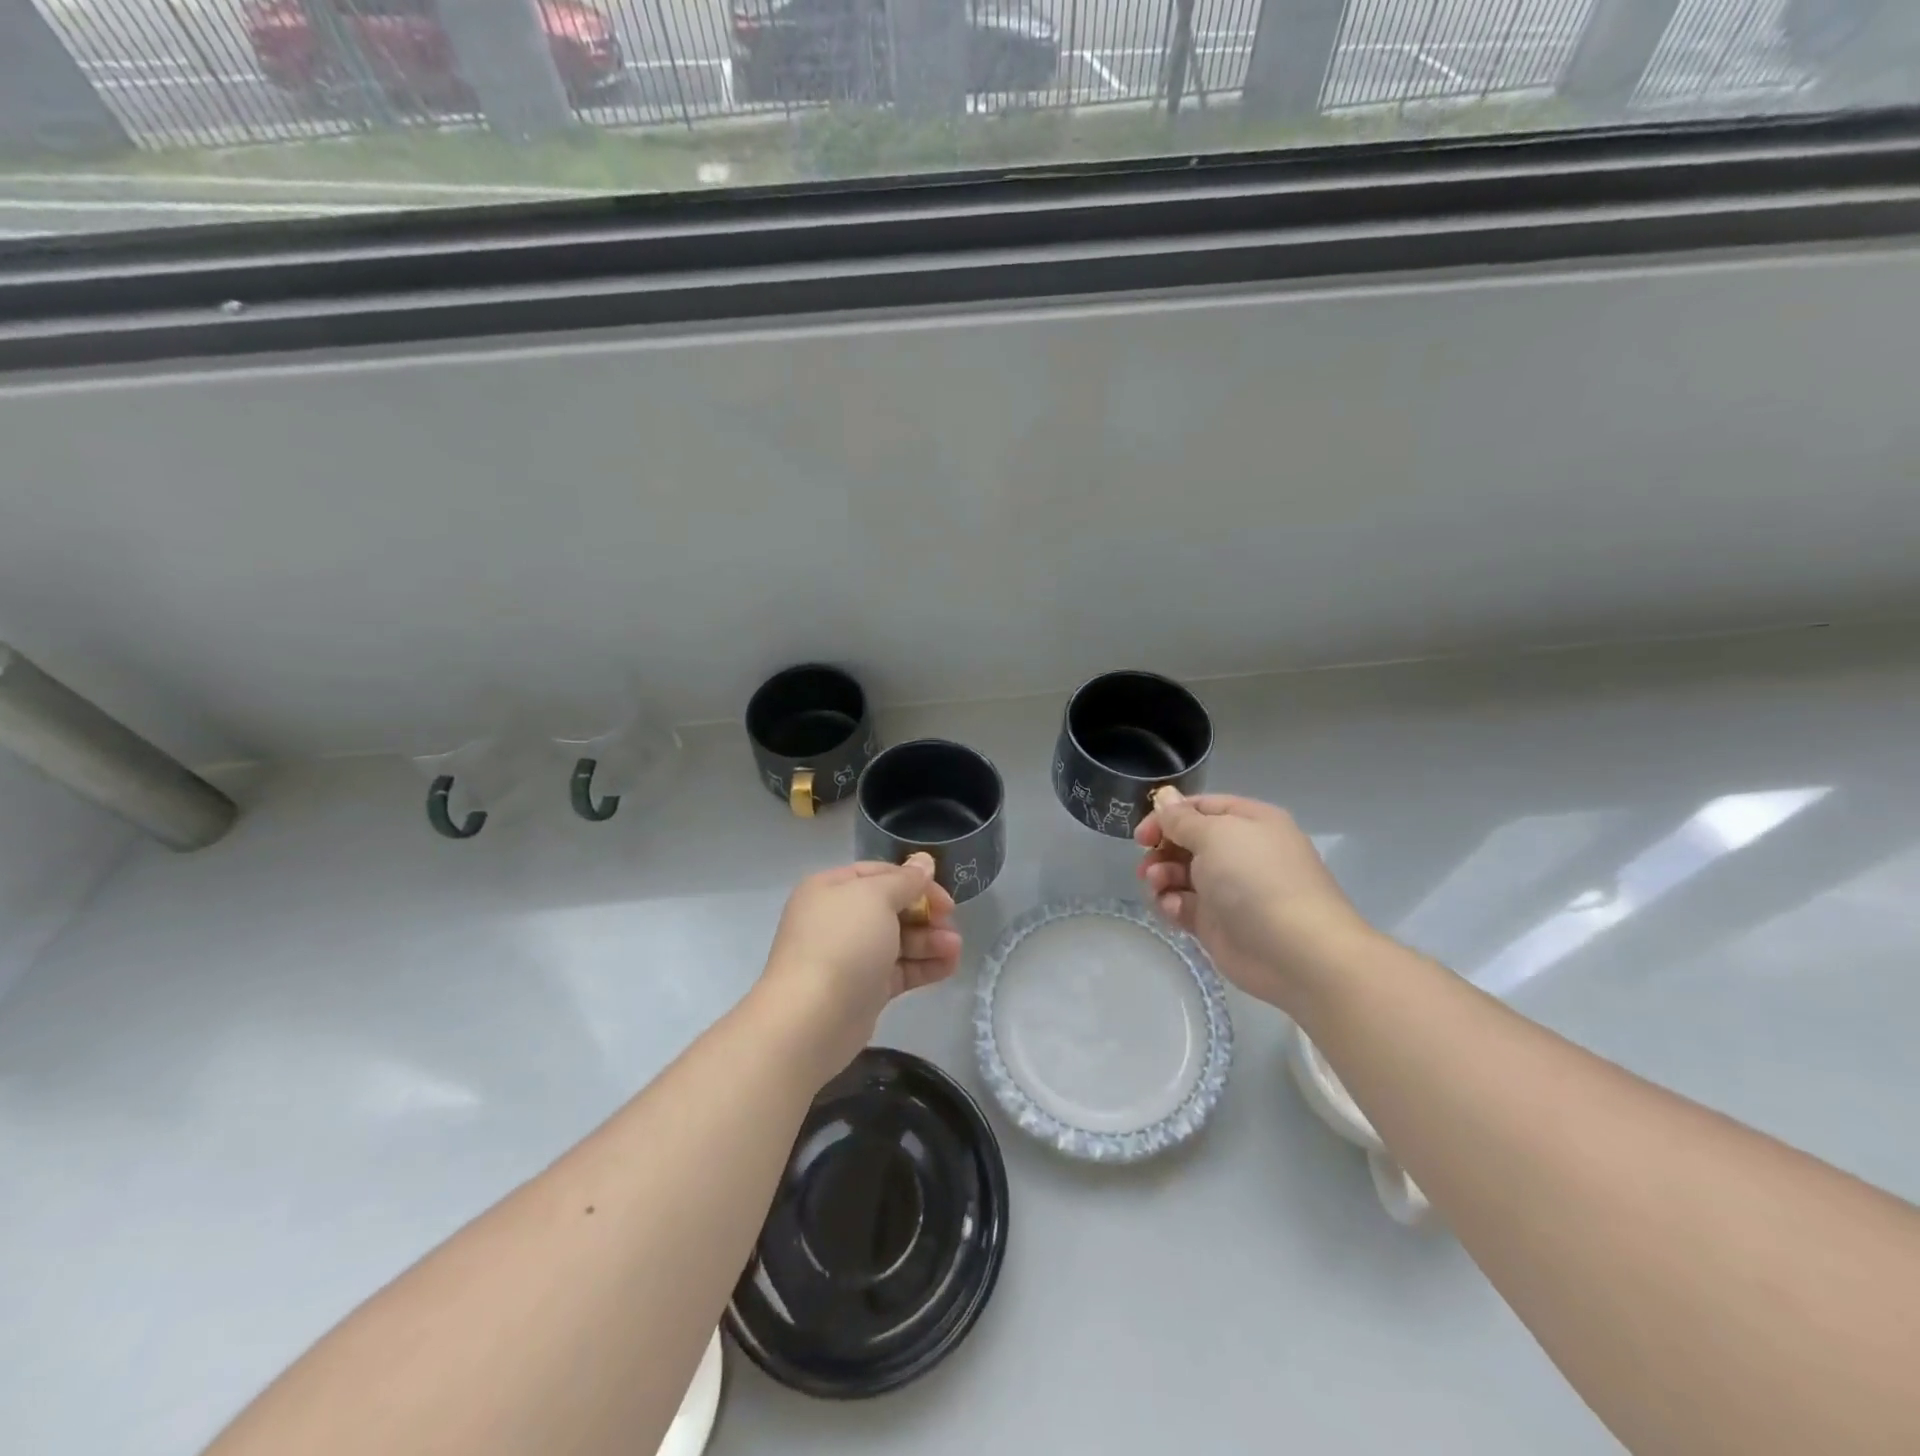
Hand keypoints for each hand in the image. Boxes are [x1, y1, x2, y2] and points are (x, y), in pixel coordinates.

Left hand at [759, 854, 961, 1081]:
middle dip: (925, 914)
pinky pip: (898, 970)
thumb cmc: (843, 942)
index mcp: (831, 889)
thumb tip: (924, 861)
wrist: (812, 1018)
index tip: (943, 895)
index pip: (878, 874)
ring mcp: (850, 956)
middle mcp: (837, 919)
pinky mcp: (863, 990)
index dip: (914, 880)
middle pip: (891, 908)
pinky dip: (924, 966)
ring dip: (930, 941)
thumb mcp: (877, 897)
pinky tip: (949, 966)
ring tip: (956, 949)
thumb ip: (905, 880)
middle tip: (952, 923)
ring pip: (898, 941)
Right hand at [1135, 790, 1373, 1013]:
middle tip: (1147, 865)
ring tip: (1159, 887)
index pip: (1200, 808)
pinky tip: (1173, 910)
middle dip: (1162, 850)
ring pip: (1180, 873)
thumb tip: (1165, 796)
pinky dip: (1172, 904)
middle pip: (1187, 841)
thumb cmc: (1256, 879)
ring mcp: (1229, 889)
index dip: (1168, 817)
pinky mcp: (1219, 922)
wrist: (1296, 952)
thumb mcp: (1215, 835)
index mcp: (1248, 822)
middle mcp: (1240, 852)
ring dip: (1162, 876)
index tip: (1142, 834)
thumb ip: (1181, 819)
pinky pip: (1184, 905)